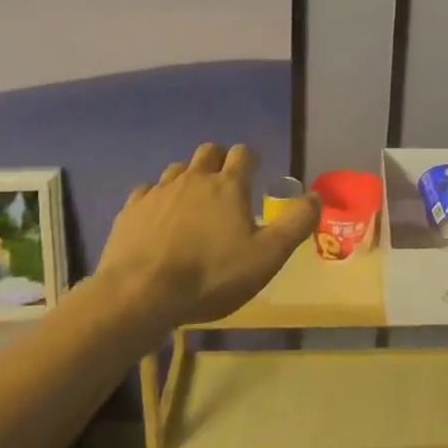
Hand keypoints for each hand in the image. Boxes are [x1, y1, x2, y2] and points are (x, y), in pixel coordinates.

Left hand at [95, 143, 318, 328]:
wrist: (140, 295)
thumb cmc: (211, 275)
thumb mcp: (267, 256)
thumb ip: (296, 223)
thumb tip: (316, 196)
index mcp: (229, 185)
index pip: (244, 153)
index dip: (252, 160)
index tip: (256, 173)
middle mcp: (194, 178)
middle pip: (209, 151)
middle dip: (220, 161)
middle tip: (225, 186)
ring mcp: (159, 192)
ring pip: (178, 169)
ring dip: (189, 177)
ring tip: (193, 202)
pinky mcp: (131, 210)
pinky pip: (147, 191)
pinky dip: (158, 198)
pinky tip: (159, 218)